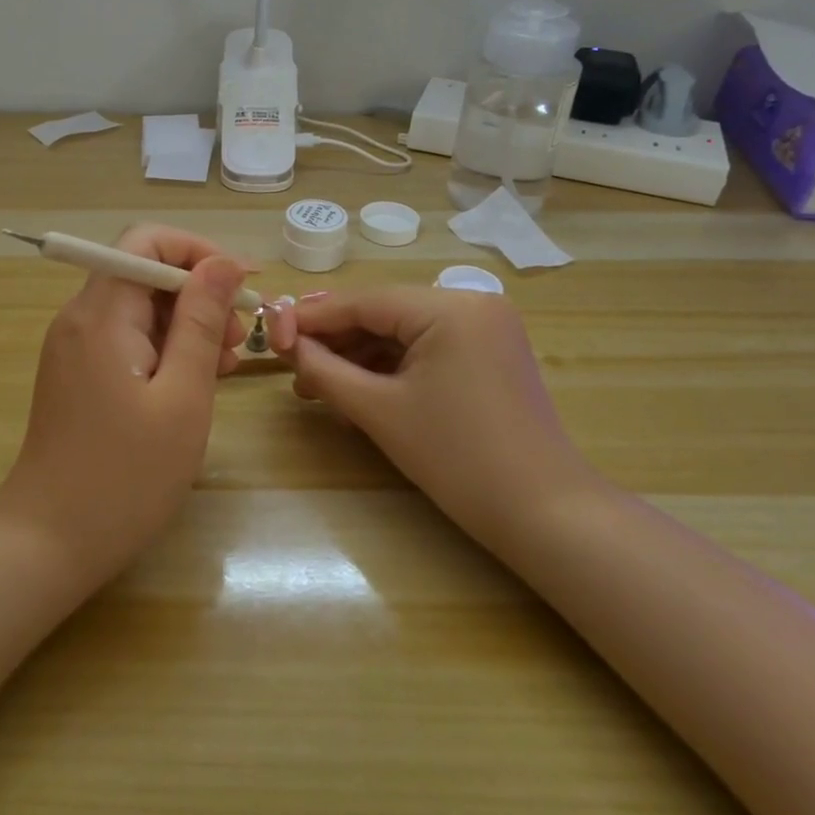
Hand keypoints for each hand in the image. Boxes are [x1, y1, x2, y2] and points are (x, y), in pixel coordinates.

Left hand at [0, 225, 249, 587]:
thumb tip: (224, 262)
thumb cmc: (125, 476)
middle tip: (237, 340)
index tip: (242, 285)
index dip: (198, 252)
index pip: (146, 241)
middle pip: (144, 273)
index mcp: (101, 314)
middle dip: (197, 294)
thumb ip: (201, 322)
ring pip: (139, 308)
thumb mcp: (181, 397)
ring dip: (186, 325)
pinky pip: (127, 339)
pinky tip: (194, 382)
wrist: (49, 542)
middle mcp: (81, 318)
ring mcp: (75, 347)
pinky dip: (164, 349)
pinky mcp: (78, 373)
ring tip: (224, 366)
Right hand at [265, 287, 590, 541]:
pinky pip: (427, 349)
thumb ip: (324, 370)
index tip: (271, 332)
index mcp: (450, 306)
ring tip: (316, 388)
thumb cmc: (456, 457)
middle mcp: (472, 303)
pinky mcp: (489, 354)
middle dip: (335, 341)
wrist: (543, 513)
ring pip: (403, 333)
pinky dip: (391, 369)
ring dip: (359, 358)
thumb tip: (286, 345)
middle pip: (384, 314)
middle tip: (291, 366)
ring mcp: (485, 328)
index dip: (312, 317)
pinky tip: (357, 393)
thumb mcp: (379, 410)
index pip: (365, 301)